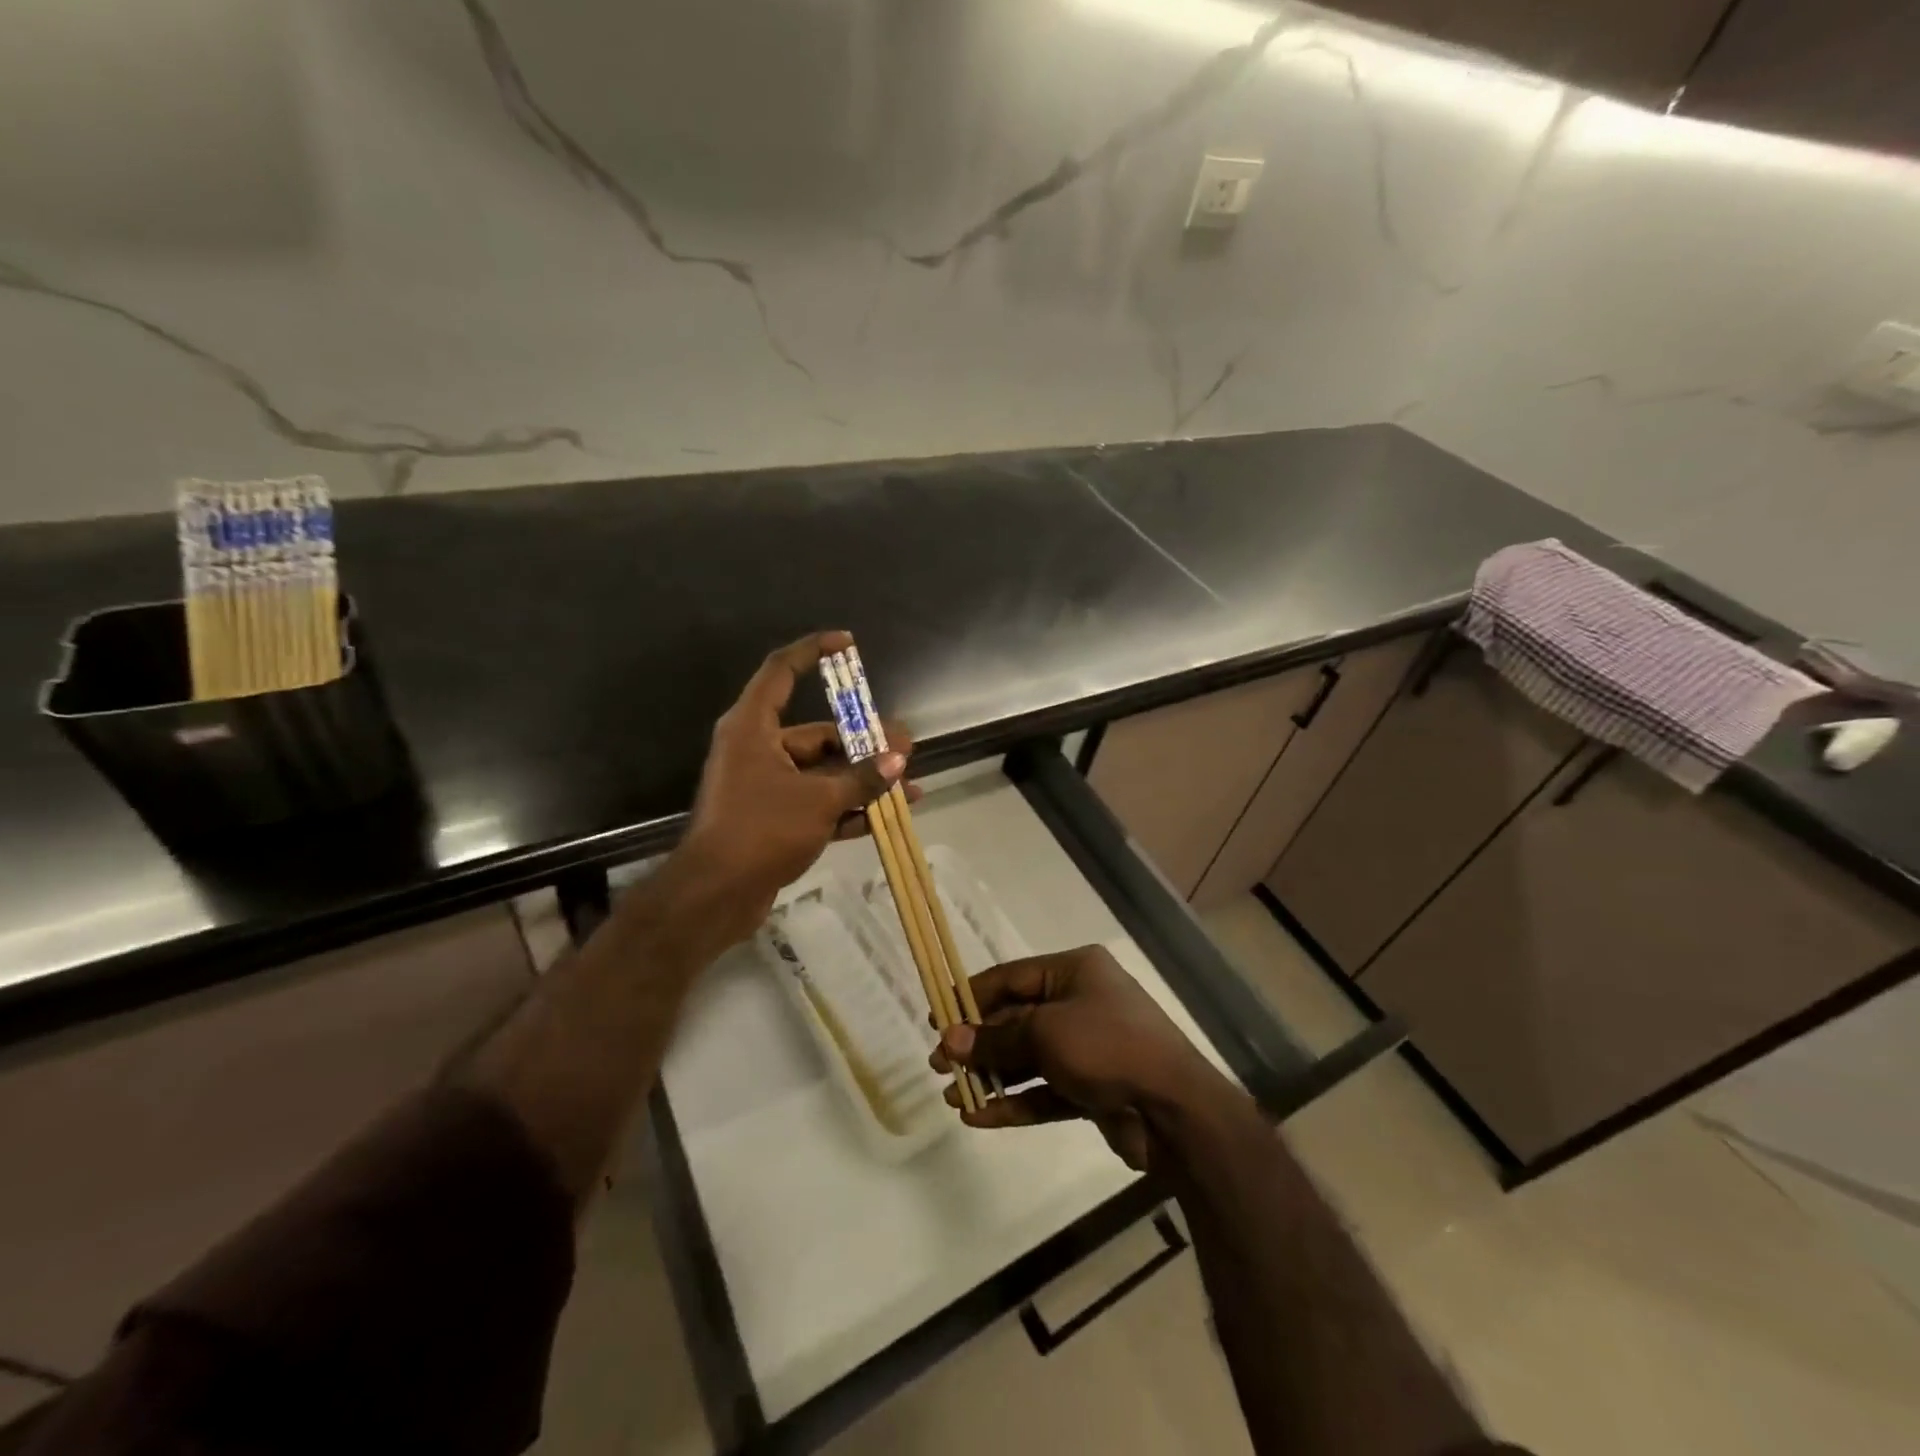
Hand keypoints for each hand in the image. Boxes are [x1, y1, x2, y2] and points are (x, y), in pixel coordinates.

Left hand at [661, 631, 910, 952]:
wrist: (715, 895)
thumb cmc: (762, 829)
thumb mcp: (819, 800)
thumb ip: (862, 777)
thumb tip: (899, 759)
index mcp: (754, 727)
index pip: (782, 671)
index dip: (813, 651)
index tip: (847, 643)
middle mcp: (758, 749)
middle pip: (817, 733)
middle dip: (864, 742)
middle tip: (906, 747)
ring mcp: (765, 785)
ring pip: (822, 772)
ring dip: (862, 779)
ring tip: (908, 784)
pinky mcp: (773, 818)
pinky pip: (816, 802)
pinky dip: (847, 807)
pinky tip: (886, 816)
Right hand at [931, 945, 1233, 1170]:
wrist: (1174, 1110)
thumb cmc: (1108, 1046)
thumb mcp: (1046, 1032)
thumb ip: (996, 1038)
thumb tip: (951, 1040)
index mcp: (1074, 972)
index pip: (1011, 977)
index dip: (971, 996)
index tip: (936, 1017)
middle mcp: (1080, 1003)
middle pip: (1016, 1019)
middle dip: (978, 1043)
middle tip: (939, 1064)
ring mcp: (1086, 1048)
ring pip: (1027, 1058)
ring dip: (991, 1076)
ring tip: (952, 1096)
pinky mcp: (1090, 1088)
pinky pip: (1043, 1090)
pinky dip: (1014, 1102)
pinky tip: (980, 1118)